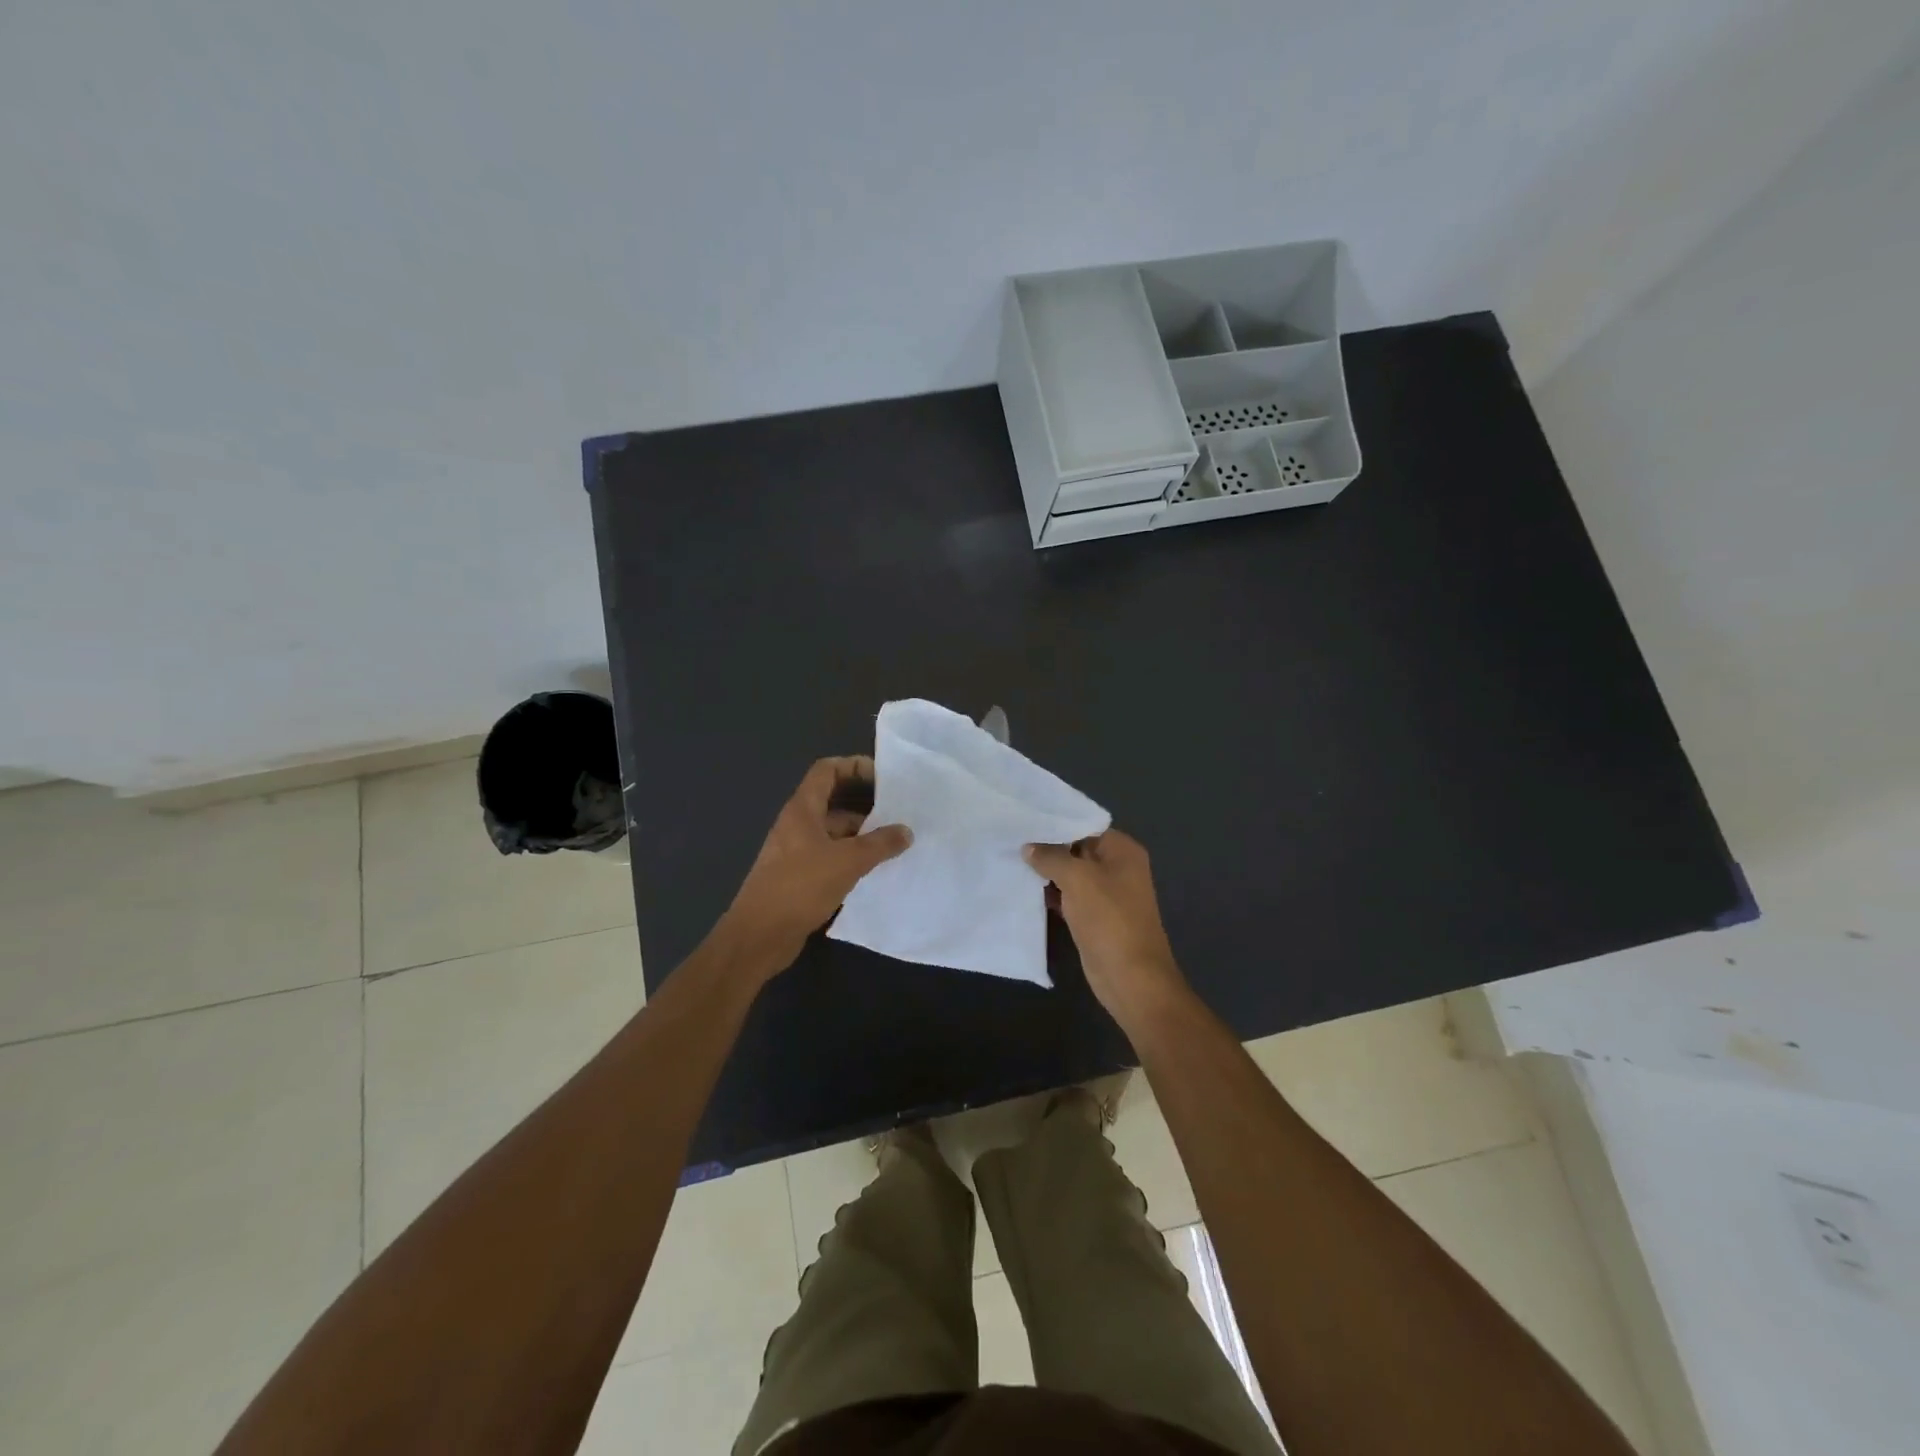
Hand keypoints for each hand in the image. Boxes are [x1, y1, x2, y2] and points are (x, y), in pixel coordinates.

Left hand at [720, 757, 911, 975]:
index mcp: (802, 810)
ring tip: (895, 841)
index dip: (854, 766)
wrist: (759, 936)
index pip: (827, 770)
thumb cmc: (800, 887)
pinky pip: (830, 856)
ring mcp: (796, 851)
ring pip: (834, 831)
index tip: (883, 776)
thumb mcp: (847, 861)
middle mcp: (797, 825)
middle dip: (865, 803)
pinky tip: (875, 869)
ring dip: (862, 833)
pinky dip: (852, 857)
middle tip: (899, 811)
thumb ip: (880, 844)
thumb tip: (906, 831)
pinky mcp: (799, 876)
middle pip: (833, 800)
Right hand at [1024, 830, 1190, 1030]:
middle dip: (1047, 846)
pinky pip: (1068, 897)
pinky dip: (1049, 894)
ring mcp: (1105, 894)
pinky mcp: (1093, 918)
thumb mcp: (1078, 879)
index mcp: (1122, 851)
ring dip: (1045, 872)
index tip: (1024, 818)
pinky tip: (1023, 889)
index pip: (1084, 825)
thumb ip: (1051, 857)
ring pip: (1070, 874)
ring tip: (1010, 860)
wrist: (1131, 978)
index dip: (1055, 822)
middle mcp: (1117, 868)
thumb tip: (1028, 847)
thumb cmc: (1109, 919)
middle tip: (1010, 838)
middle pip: (1077, 848)